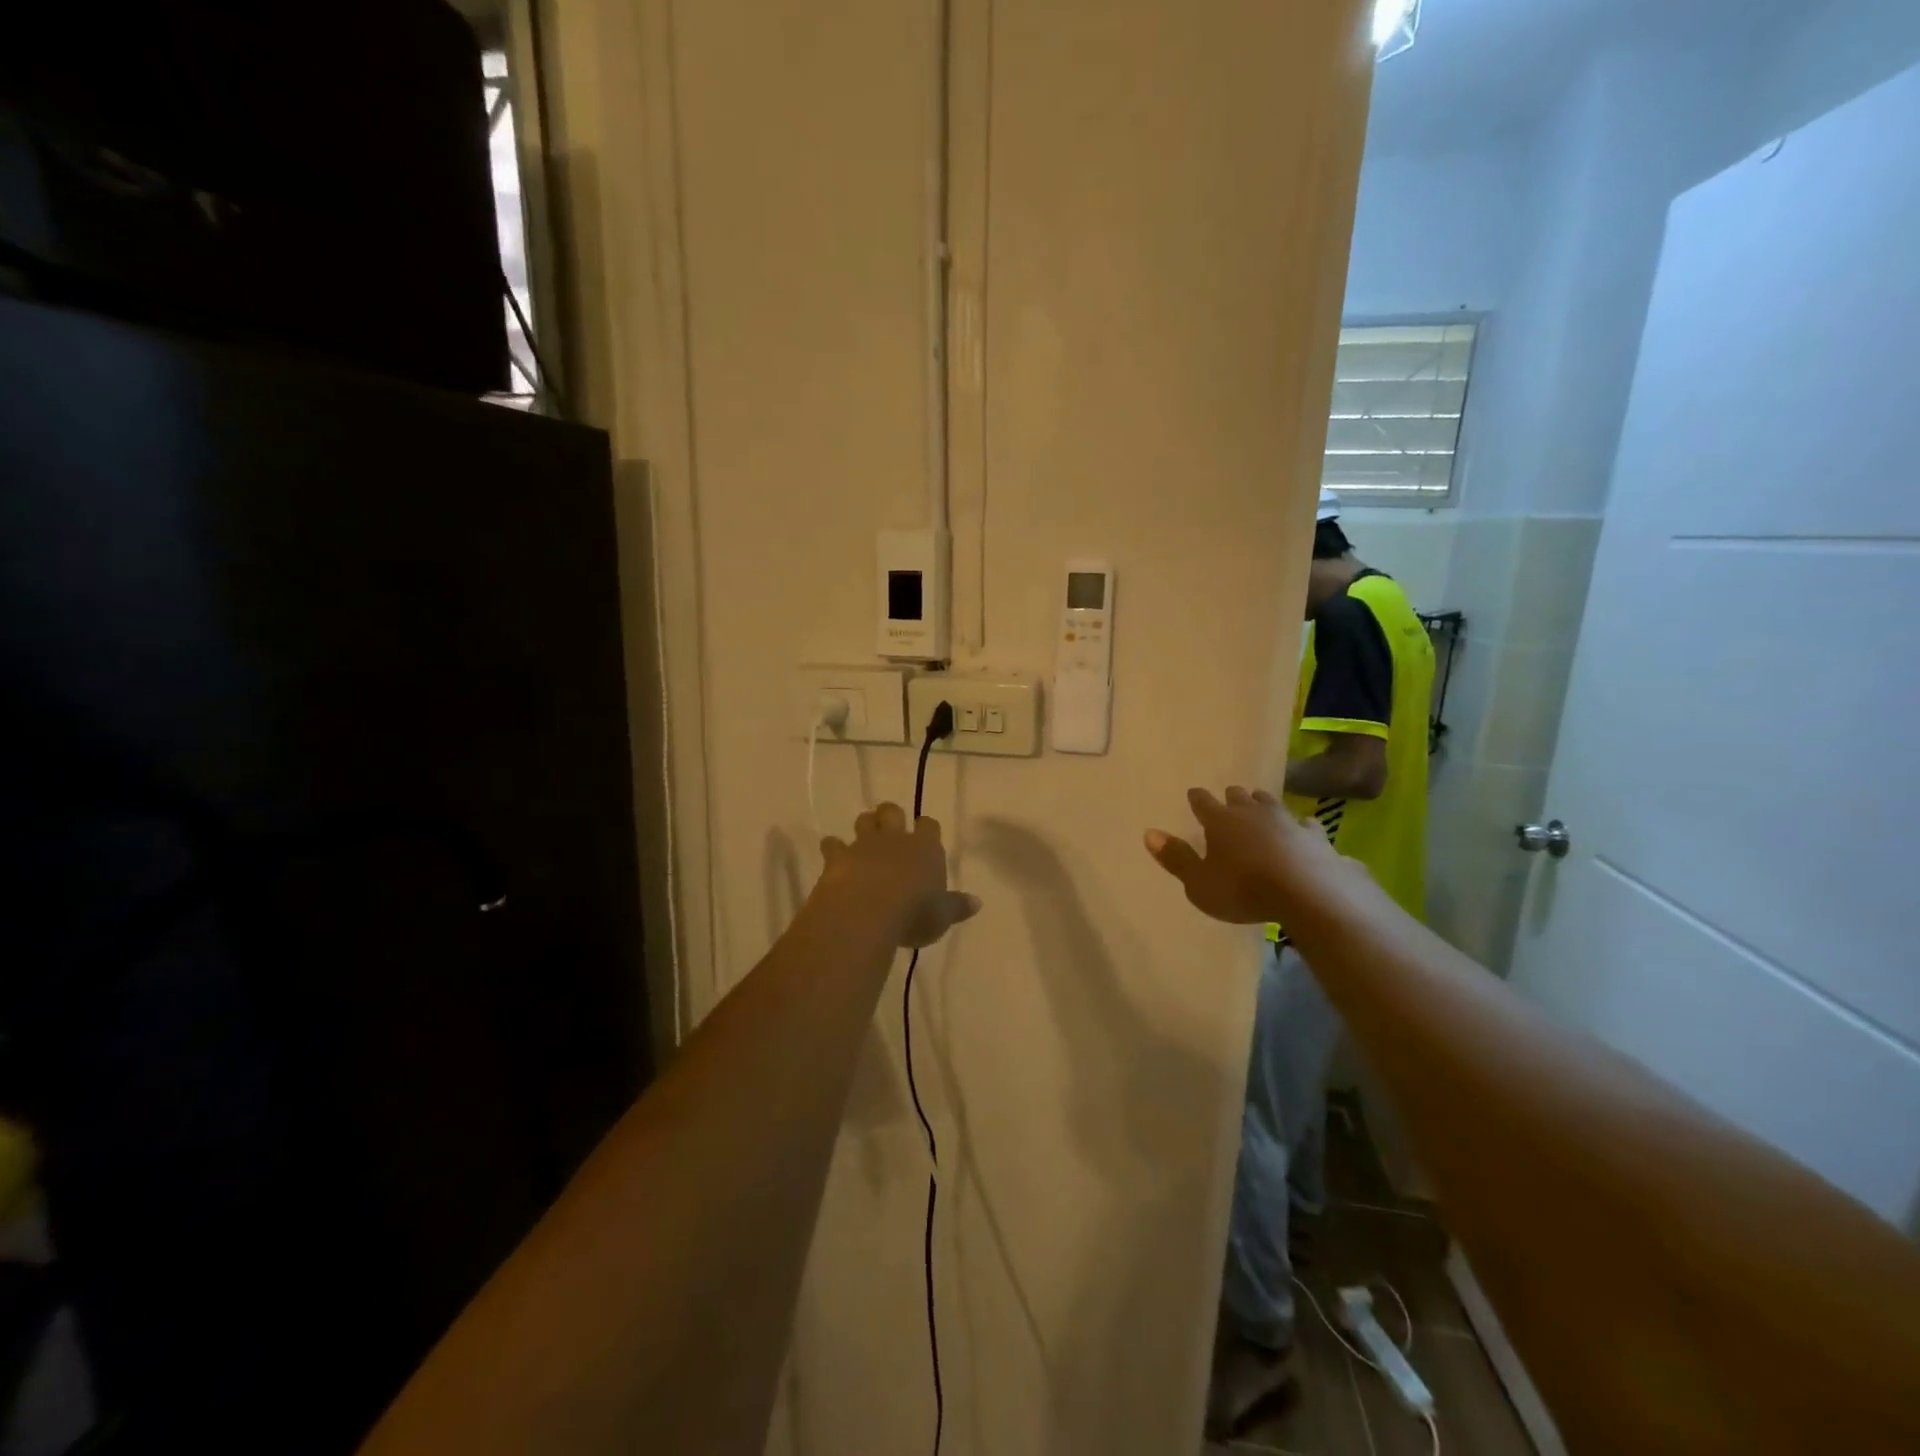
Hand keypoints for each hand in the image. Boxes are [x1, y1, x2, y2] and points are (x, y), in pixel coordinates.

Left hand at [819, 803, 981, 948]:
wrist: (866, 912)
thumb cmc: (913, 914)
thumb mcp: (941, 917)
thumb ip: (957, 907)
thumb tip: (977, 902)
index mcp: (925, 849)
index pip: (929, 825)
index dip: (926, 827)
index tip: (924, 833)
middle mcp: (895, 839)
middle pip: (892, 811)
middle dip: (891, 815)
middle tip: (890, 826)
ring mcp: (864, 845)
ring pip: (864, 820)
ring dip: (865, 825)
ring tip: (865, 836)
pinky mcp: (837, 857)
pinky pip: (833, 844)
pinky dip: (833, 847)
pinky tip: (833, 855)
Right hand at [1144, 786, 1347, 924]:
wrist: (1308, 894)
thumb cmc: (1243, 890)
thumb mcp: (1199, 882)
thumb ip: (1176, 858)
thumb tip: (1149, 833)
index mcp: (1220, 821)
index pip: (1203, 802)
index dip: (1197, 798)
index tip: (1194, 794)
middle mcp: (1252, 813)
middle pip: (1240, 797)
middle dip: (1233, 797)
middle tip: (1230, 799)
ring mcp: (1287, 821)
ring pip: (1272, 803)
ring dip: (1264, 804)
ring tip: (1261, 806)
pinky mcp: (1316, 837)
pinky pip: (1307, 825)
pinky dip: (1302, 827)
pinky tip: (1304, 829)